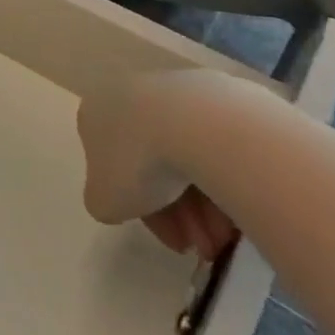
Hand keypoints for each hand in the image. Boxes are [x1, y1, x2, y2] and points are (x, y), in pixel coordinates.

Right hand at [78, 75, 237, 260]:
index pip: (112, 168)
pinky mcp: (215, 93)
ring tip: (226, 236)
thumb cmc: (138, 161)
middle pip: (151, 163)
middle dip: (178, 212)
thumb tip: (118, 199)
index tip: (172, 239)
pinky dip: (224, 174)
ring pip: (185, 154)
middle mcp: (128, 95)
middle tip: (202, 245)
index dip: (141, 209)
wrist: (198, 125)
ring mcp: (172, 90)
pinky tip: (238, 205)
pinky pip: (214, 142)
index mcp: (95, 114)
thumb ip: (103, 201)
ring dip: (203, 202)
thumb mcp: (103, 200)